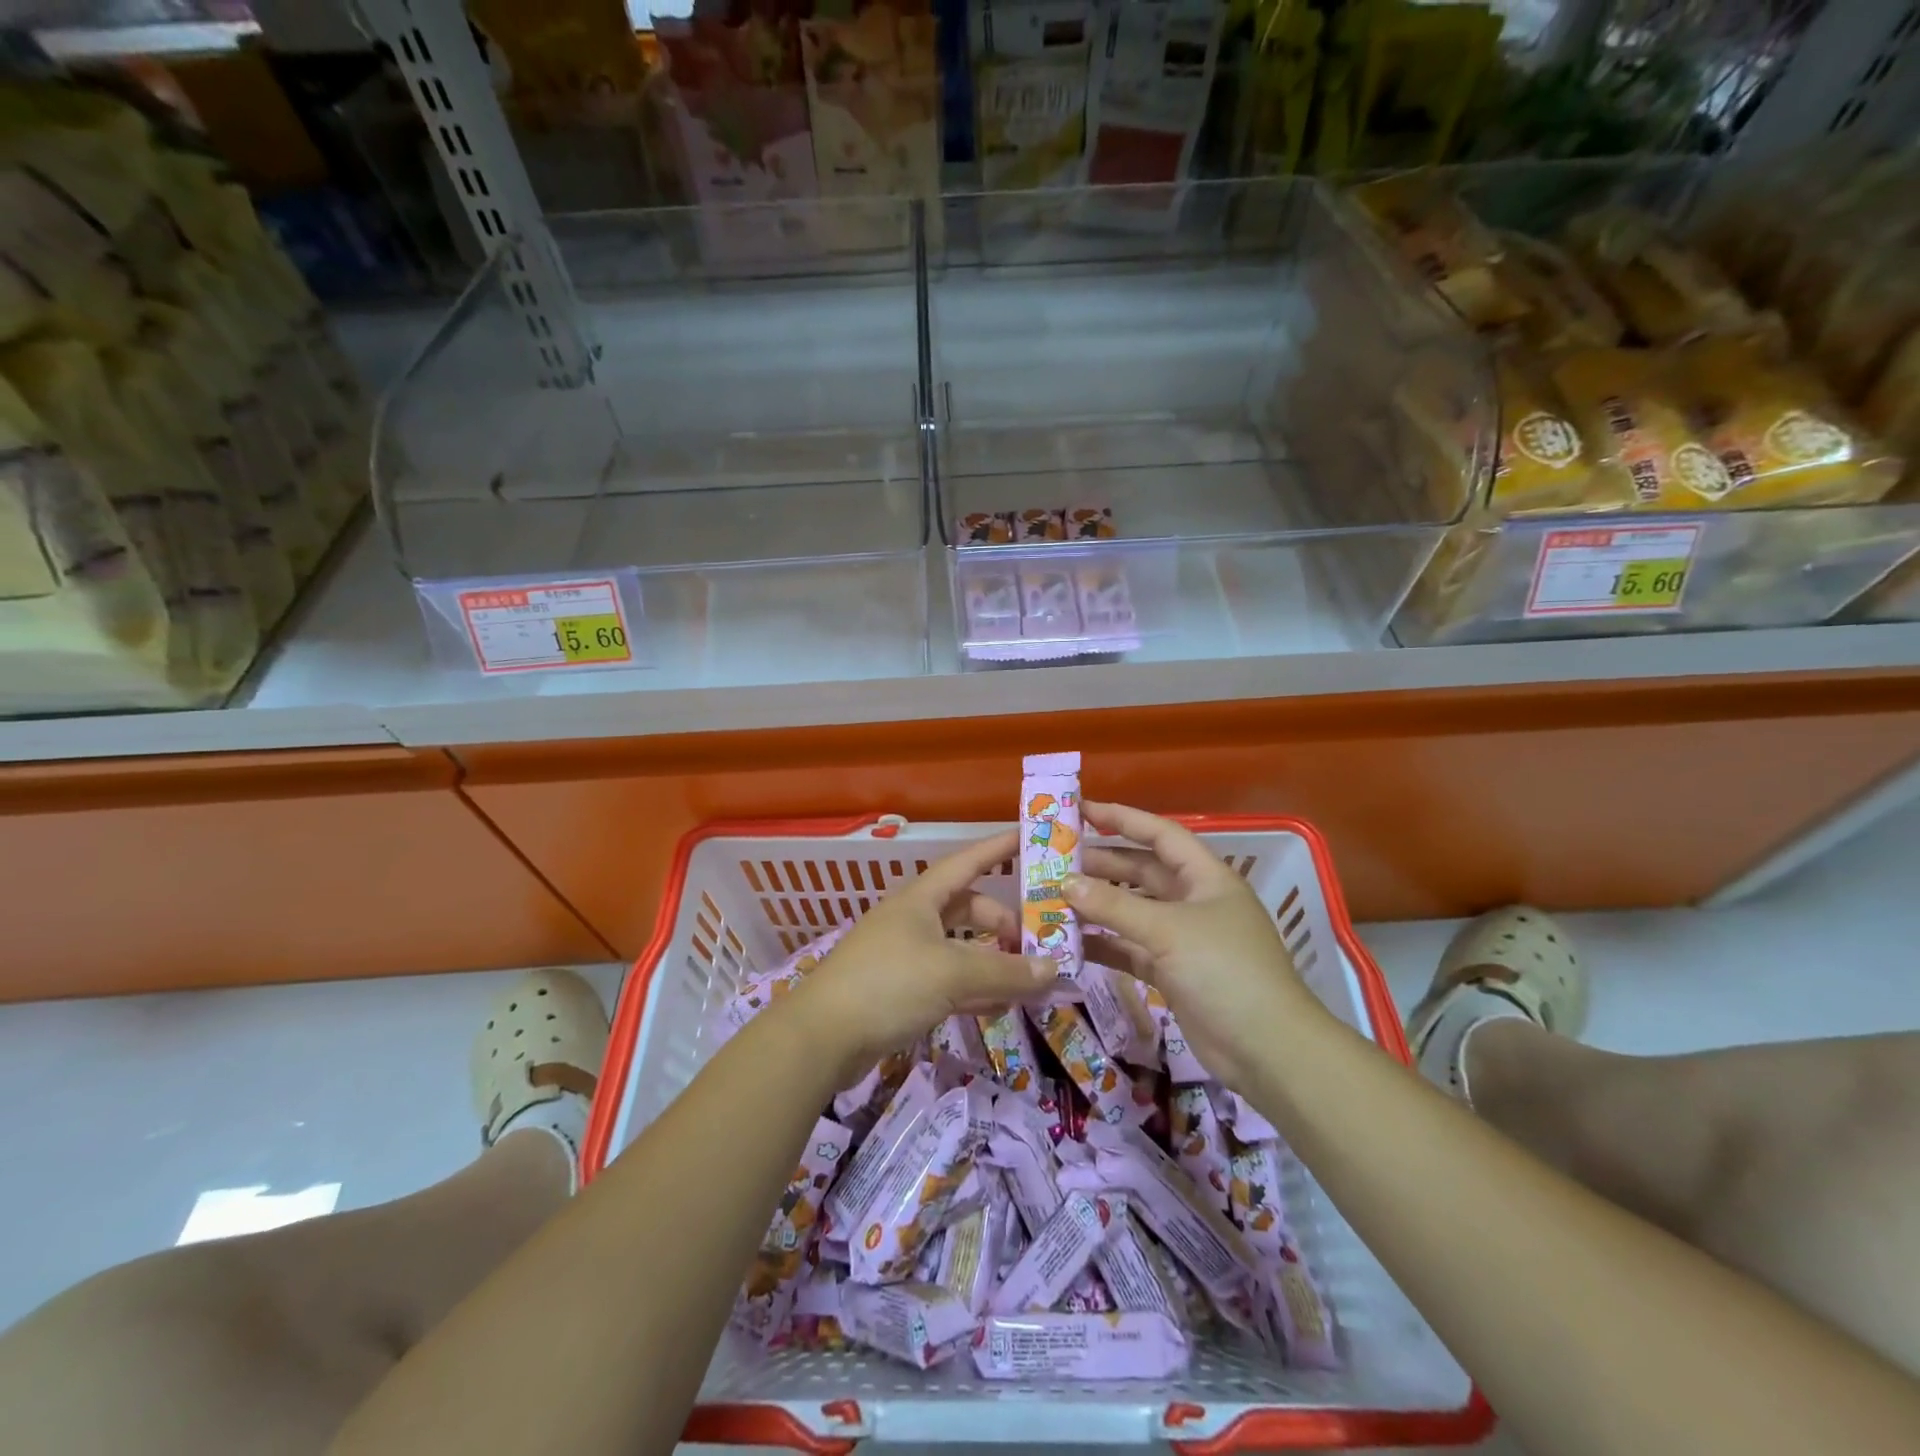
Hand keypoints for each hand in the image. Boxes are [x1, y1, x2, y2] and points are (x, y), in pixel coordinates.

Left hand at [791, 829, 1055, 1082]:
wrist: (821, 1037)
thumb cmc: (888, 984)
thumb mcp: (952, 972)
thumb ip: (1005, 971)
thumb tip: (1053, 969)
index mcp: (920, 898)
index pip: (967, 862)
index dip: (998, 849)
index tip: (1029, 839)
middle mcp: (913, 920)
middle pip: (967, 908)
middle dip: (1001, 921)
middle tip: (1035, 941)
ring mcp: (904, 955)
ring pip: (959, 947)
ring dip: (992, 959)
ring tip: (1028, 976)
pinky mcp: (900, 991)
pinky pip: (948, 980)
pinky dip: (974, 988)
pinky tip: (1000, 1006)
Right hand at [1066, 801, 1316, 1091]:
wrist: (1267, 1049)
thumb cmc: (1224, 970)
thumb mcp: (1168, 930)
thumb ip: (1114, 905)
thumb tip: (1065, 883)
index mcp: (1205, 876)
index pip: (1160, 834)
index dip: (1122, 818)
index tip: (1080, 810)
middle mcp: (1194, 900)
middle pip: (1141, 872)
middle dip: (1101, 865)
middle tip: (1055, 862)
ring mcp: (1183, 938)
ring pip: (1132, 911)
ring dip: (1097, 905)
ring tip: (1053, 898)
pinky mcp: (1172, 972)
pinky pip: (1130, 948)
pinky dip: (1104, 943)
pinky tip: (1070, 941)